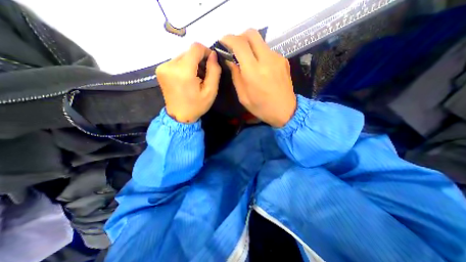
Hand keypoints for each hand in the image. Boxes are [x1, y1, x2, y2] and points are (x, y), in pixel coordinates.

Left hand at [155, 43, 220, 123]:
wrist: (179, 116)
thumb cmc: (197, 106)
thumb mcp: (211, 91)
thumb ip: (214, 71)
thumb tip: (213, 55)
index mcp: (183, 72)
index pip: (196, 48)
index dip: (206, 52)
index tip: (211, 62)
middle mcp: (170, 65)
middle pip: (189, 52)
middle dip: (199, 60)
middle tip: (204, 74)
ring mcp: (163, 67)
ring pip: (183, 56)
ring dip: (192, 64)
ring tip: (196, 78)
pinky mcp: (160, 70)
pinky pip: (176, 61)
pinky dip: (185, 67)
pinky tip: (187, 78)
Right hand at [220, 28, 293, 126]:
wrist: (285, 111)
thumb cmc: (261, 108)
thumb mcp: (243, 96)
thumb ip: (236, 76)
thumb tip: (230, 61)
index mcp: (254, 72)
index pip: (240, 44)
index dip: (229, 39)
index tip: (223, 42)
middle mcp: (267, 60)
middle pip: (252, 34)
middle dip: (240, 37)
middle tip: (234, 48)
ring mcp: (277, 58)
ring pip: (260, 42)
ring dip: (250, 47)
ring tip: (247, 61)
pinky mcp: (283, 60)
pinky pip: (267, 51)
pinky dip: (260, 54)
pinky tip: (259, 67)